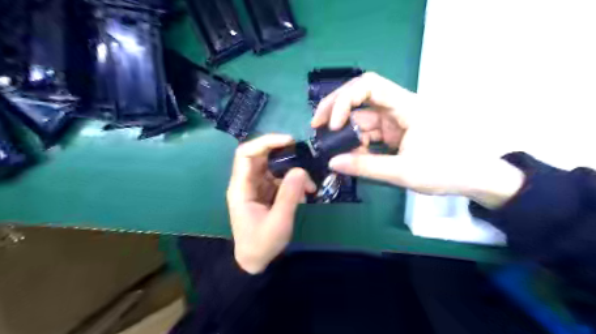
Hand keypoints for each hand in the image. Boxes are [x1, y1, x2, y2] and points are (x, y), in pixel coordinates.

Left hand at [226, 135, 315, 274]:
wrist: (255, 261)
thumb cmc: (261, 244)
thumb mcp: (278, 222)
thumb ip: (289, 195)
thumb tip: (301, 170)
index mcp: (241, 187)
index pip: (246, 154)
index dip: (265, 142)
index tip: (289, 141)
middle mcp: (247, 183)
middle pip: (261, 156)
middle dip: (284, 154)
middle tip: (304, 156)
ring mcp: (257, 187)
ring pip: (274, 167)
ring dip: (293, 172)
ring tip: (310, 188)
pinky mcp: (266, 193)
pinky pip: (280, 180)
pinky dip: (294, 184)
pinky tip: (305, 195)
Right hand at [310, 72, 522, 208]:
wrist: (475, 178)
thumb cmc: (447, 171)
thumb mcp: (403, 172)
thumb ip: (366, 166)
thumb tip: (332, 162)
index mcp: (406, 106)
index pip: (369, 86)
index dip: (345, 100)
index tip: (332, 125)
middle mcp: (398, 107)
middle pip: (360, 95)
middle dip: (335, 109)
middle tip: (316, 126)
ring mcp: (395, 120)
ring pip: (362, 116)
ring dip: (344, 130)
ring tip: (330, 147)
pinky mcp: (394, 132)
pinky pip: (368, 132)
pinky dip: (356, 143)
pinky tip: (349, 155)